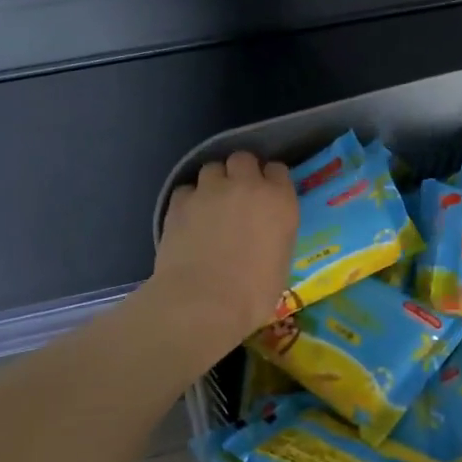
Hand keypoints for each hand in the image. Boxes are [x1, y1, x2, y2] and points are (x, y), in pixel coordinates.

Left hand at [150, 152, 297, 352]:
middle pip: (243, 159)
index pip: (278, 170)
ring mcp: (210, 190)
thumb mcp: (280, 261)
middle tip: (237, 195)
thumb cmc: (253, 294)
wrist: (204, 302)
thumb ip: (275, 234)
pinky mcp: (180, 202)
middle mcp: (247, 186)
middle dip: (240, 172)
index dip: (270, 181)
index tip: (267, 195)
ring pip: (212, 168)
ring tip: (210, 205)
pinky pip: (186, 189)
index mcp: (280, 201)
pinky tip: (189, 218)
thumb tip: (264, 234)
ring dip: (213, 182)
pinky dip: (189, 200)